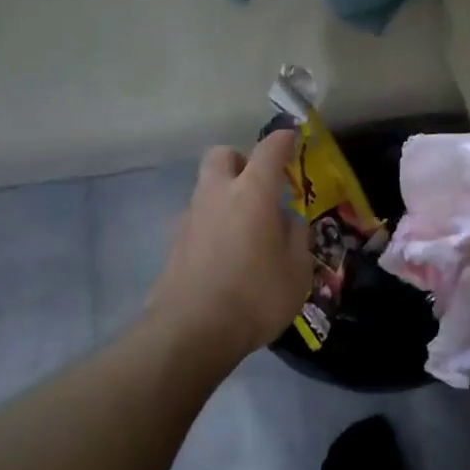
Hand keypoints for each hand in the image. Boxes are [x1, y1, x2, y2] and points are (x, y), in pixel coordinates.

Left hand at [145, 129, 311, 360]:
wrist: (190, 332)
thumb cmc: (255, 296)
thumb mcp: (297, 271)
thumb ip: (296, 239)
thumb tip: (287, 222)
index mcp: (252, 193)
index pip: (269, 149)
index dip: (284, 140)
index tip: (293, 137)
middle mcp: (216, 195)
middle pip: (222, 155)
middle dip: (241, 160)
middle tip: (259, 185)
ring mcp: (189, 218)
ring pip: (205, 188)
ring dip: (224, 196)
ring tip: (246, 230)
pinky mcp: (173, 244)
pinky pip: (197, 220)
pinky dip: (212, 226)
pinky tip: (224, 256)